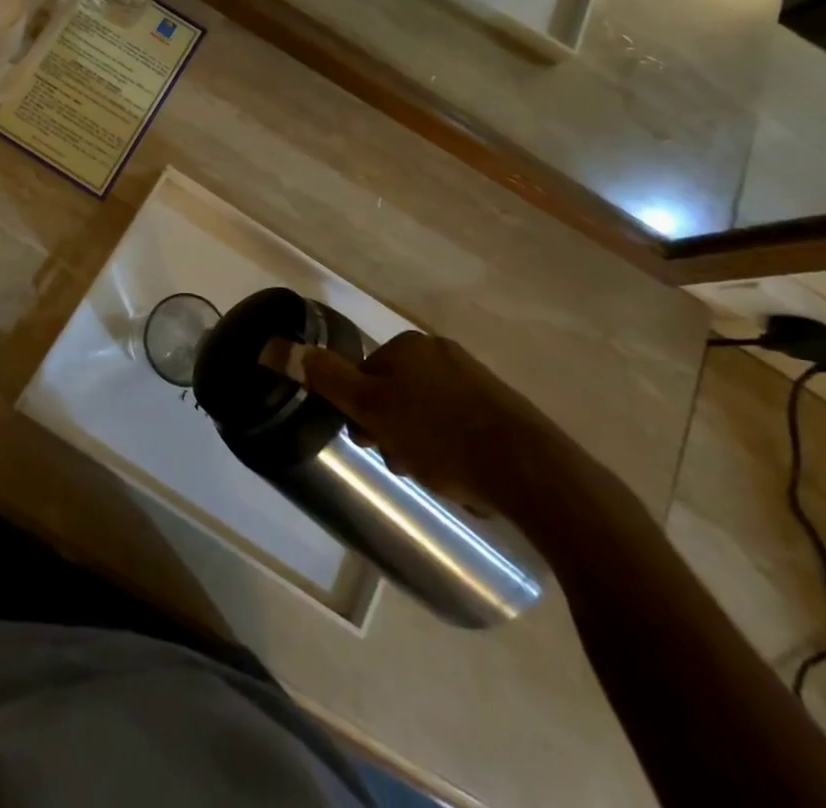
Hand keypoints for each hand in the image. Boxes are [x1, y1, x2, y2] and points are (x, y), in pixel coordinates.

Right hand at [287, 332, 588, 519]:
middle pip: (397, 394)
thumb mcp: (373, 410)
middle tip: (406, 467)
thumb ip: (332, 380)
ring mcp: (476, 379)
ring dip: (422, 445)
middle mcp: (442, 353)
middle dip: (394, 432)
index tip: (374, 447)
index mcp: (410, 346)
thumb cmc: (440, 436)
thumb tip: (295, 350)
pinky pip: (461, 427)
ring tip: (438, 479)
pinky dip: (455, 451)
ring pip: (429, 414)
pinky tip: (465, 480)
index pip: (366, 376)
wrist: (531, 470)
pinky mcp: (503, 410)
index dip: (363, 413)